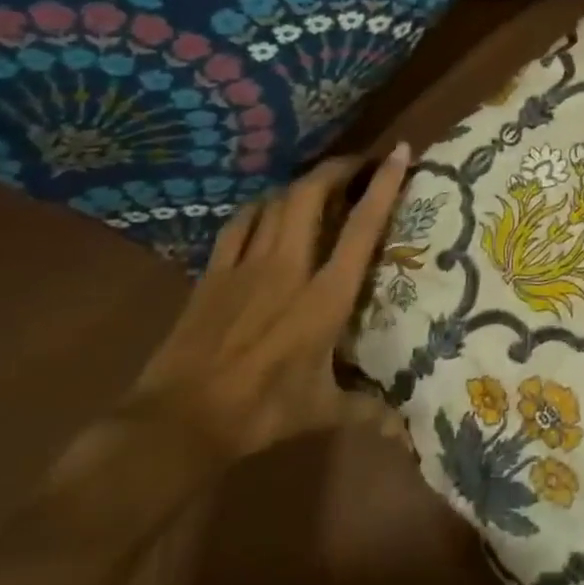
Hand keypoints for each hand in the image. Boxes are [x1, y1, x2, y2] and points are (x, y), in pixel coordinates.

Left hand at [131, 144, 411, 459]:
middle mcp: (289, 267)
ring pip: (276, 201)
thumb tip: (407, 432)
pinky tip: (268, 208)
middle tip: (360, 163)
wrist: (176, 422)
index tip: (400, 152)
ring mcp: (247, 265)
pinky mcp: (213, 273)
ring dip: (302, 183)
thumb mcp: (320, 412)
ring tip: (321, 182)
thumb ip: (367, 412)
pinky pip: (240, 222)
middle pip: (311, 195)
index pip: (361, 227)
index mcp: (325, 296)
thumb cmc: (259, 412)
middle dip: (337, 168)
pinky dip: (261, 206)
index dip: (382, 184)